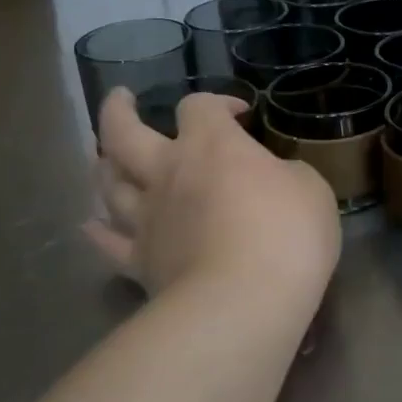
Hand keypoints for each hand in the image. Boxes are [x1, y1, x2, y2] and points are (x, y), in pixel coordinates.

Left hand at [85, 88, 340, 304]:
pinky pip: (108, 244)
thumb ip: (286, 175)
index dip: (217, 102)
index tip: (239, 114)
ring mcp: (148, 218)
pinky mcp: (140, 263)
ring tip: (105, 159)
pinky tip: (90, 226)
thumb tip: (274, 179)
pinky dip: (97, 232)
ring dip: (104, 166)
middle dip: (118, 111)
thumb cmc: (287, 233)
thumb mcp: (311, 189)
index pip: (199, 106)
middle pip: (124, 132)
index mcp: (212, 146)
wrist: (243, 301)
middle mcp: (169, 172)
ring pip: (109, 184)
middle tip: (121, 99)